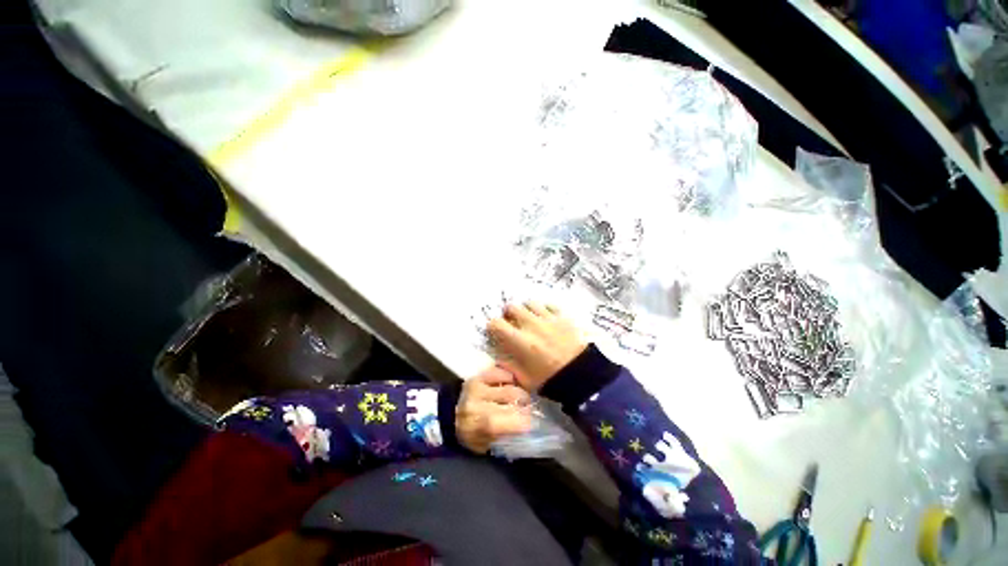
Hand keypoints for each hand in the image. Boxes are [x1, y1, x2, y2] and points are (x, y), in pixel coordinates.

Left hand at [456, 366, 532, 453]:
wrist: (448, 415)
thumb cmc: (468, 434)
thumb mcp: (483, 446)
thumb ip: (503, 439)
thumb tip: (526, 429)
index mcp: (479, 425)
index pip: (508, 421)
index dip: (524, 422)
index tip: (532, 423)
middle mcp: (478, 403)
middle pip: (513, 398)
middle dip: (525, 404)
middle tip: (529, 408)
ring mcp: (478, 386)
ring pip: (510, 385)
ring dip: (520, 392)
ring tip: (522, 397)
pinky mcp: (479, 376)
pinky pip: (502, 373)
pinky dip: (510, 379)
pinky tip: (511, 385)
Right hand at [487, 302, 586, 391]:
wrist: (581, 375)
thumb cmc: (551, 379)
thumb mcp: (525, 379)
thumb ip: (509, 366)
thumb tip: (499, 358)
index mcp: (519, 340)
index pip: (496, 323)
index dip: (494, 326)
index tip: (497, 331)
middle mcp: (530, 325)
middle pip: (512, 307)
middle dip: (509, 314)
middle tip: (513, 323)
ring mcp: (547, 318)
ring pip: (530, 303)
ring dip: (526, 310)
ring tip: (530, 319)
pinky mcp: (561, 316)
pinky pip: (548, 305)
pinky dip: (544, 309)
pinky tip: (546, 318)